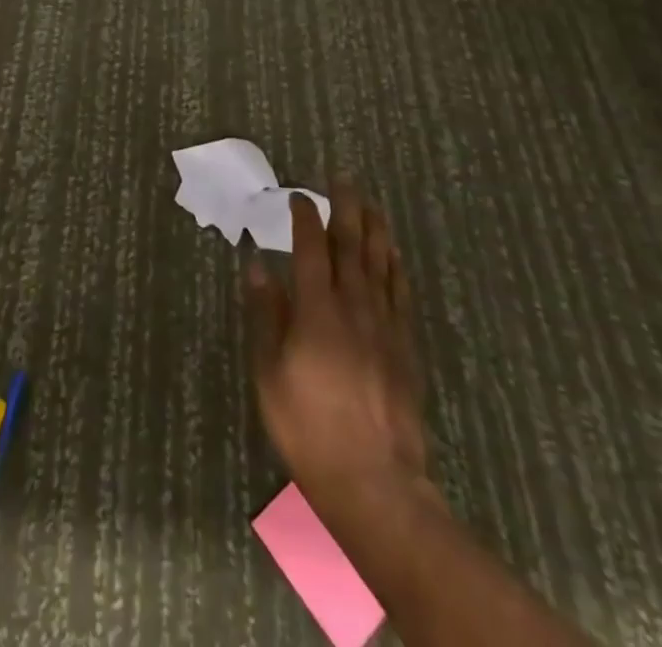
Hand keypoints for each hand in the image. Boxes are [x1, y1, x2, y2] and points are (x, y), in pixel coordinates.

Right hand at [244, 178, 434, 535]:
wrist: (374, 481)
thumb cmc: (308, 426)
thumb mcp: (269, 371)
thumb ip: (266, 313)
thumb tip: (257, 264)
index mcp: (316, 310)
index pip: (311, 248)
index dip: (305, 217)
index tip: (298, 195)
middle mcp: (354, 307)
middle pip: (352, 246)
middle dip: (346, 208)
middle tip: (343, 180)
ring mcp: (384, 325)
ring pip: (380, 263)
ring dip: (375, 228)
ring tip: (371, 203)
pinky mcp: (405, 346)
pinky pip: (401, 294)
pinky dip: (395, 267)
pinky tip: (393, 254)